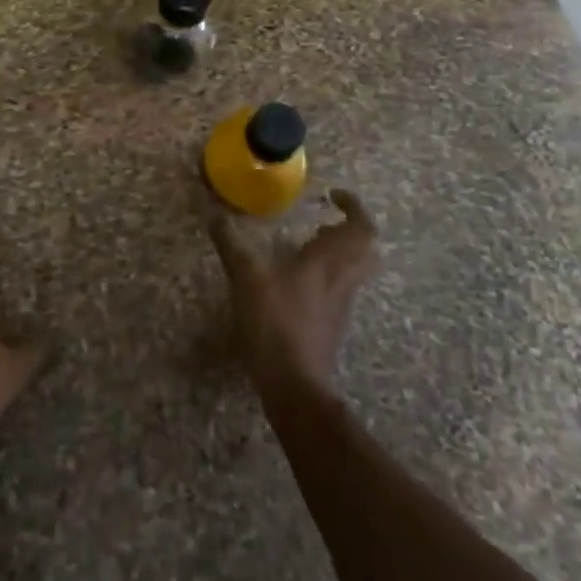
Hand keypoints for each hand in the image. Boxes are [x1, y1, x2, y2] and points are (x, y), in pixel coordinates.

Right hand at [210, 188, 378, 399]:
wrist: (294, 384)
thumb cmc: (274, 323)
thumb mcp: (246, 277)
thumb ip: (231, 244)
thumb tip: (214, 215)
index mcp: (328, 262)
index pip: (360, 228)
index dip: (354, 207)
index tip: (333, 196)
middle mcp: (342, 280)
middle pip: (366, 249)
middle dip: (350, 230)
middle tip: (324, 223)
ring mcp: (340, 305)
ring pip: (355, 269)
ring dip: (339, 252)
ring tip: (308, 245)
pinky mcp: (332, 325)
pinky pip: (341, 288)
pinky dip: (328, 275)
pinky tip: (297, 280)